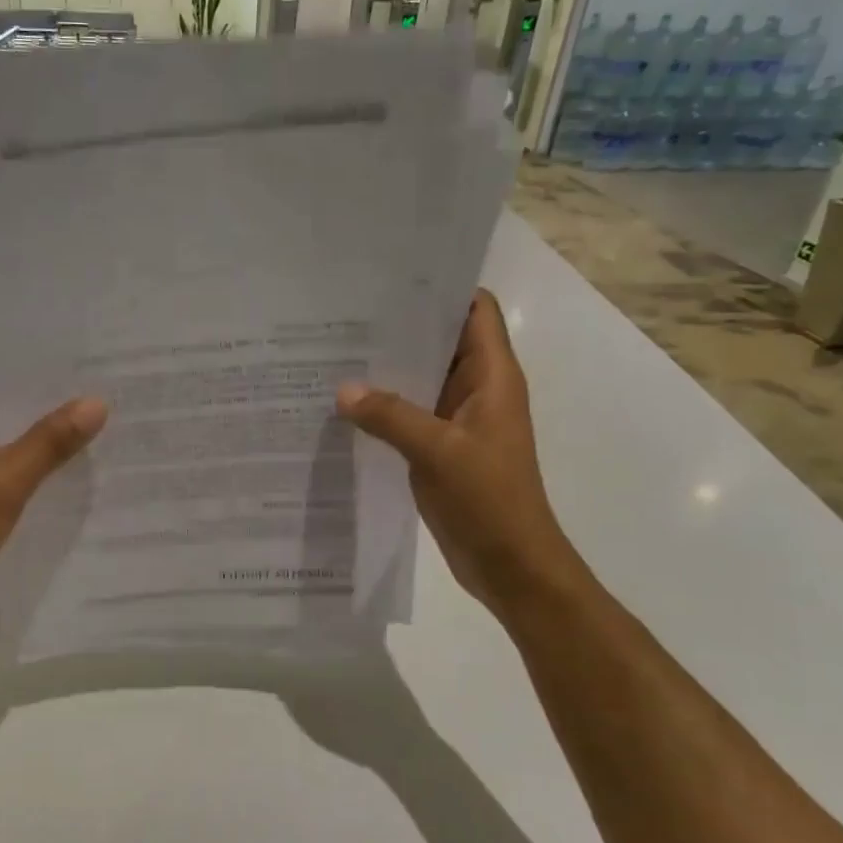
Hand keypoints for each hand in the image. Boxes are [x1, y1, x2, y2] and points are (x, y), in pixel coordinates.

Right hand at [337, 290, 583, 615]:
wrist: (510, 563)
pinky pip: (408, 415)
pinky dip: (381, 407)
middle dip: (398, 328)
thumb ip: (390, 416)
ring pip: (419, 380)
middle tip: (342, 315)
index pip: (474, 311)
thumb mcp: (439, 451)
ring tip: (332, 352)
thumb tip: (342, 389)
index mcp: (492, 377)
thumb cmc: (490, 499)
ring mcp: (456, 420)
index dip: (440, 289)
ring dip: (385, 370)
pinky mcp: (439, 448)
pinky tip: (343, 405)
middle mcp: (476, 390)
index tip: (389, 279)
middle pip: (439, 342)